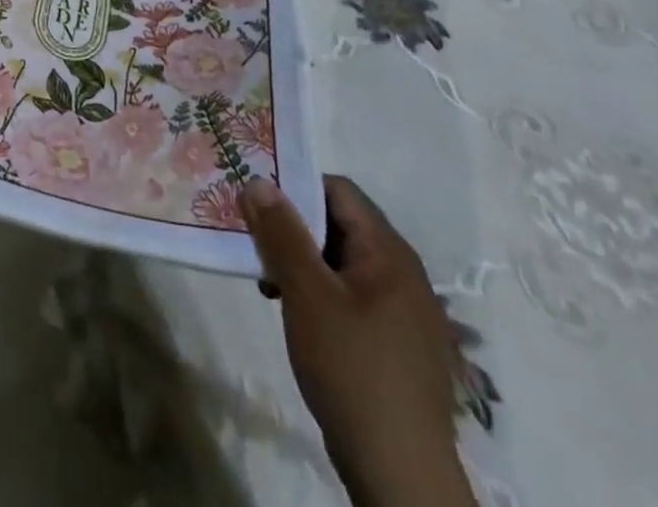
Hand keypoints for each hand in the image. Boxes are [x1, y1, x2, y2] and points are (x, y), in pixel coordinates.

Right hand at [242, 176, 476, 506]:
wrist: (401, 476)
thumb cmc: (353, 368)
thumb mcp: (306, 294)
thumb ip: (281, 233)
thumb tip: (257, 181)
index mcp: (389, 252)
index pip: (338, 190)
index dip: (295, 186)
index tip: (256, 200)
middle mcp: (403, 273)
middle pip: (339, 224)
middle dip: (293, 228)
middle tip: (254, 243)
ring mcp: (403, 312)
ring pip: (341, 262)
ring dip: (302, 263)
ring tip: (268, 284)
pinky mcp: (395, 345)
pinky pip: (351, 296)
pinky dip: (319, 293)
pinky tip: (295, 315)